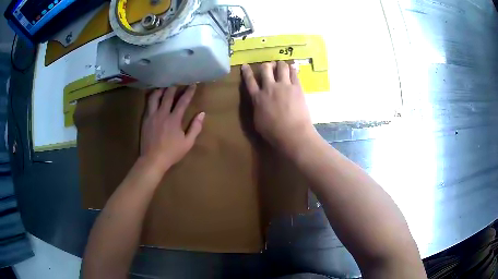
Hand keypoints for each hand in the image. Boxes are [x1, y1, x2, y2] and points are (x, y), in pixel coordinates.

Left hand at [140, 85, 204, 172]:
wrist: (153, 159)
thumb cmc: (172, 152)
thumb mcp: (188, 143)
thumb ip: (195, 127)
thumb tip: (202, 114)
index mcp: (174, 119)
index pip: (183, 101)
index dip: (189, 92)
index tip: (193, 84)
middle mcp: (163, 114)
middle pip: (168, 95)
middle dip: (174, 87)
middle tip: (177, 81)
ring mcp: (152, 116)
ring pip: (155, 97)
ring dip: (161, 90)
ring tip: (164, 86)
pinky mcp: (145, 119)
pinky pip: (148, 104)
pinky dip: (152, 97)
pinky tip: (154, 97)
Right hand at [241, 61, 315, 152]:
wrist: (293, 133)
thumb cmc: (273, 132)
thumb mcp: (258, 121)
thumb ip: (257, 108)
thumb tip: (258, 102)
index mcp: (258, 97)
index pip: (249, 80)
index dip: (246, 71)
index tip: (245, 65)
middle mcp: (269, 87)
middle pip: (265, 69)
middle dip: (266, 66)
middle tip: (269, 67)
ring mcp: (284, 86)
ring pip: (281, 67)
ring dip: (280, 65)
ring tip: (282, 66)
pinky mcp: (297, 87)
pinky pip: (294, 73)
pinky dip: (292, 69)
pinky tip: (293, 68)